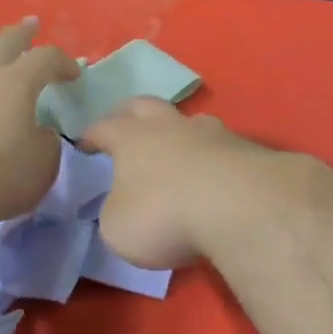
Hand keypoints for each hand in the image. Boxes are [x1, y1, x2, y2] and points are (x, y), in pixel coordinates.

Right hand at [82, 98, 285, 268]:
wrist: (242, 208)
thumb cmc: (165, 215)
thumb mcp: (119, 227)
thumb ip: (116, 211)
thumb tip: (124, 205)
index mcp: (132, 139)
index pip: (104, 128)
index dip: (91, 135)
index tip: (83, 144)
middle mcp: (172, 127)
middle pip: (146, 105)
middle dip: (131, 112)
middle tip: (125, 124)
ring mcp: (214, 135)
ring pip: (191, 121)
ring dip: (180, 131)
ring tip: (178, 148)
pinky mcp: (249, 152)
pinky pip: (224, 148)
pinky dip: (214, 157)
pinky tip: (217, 176)